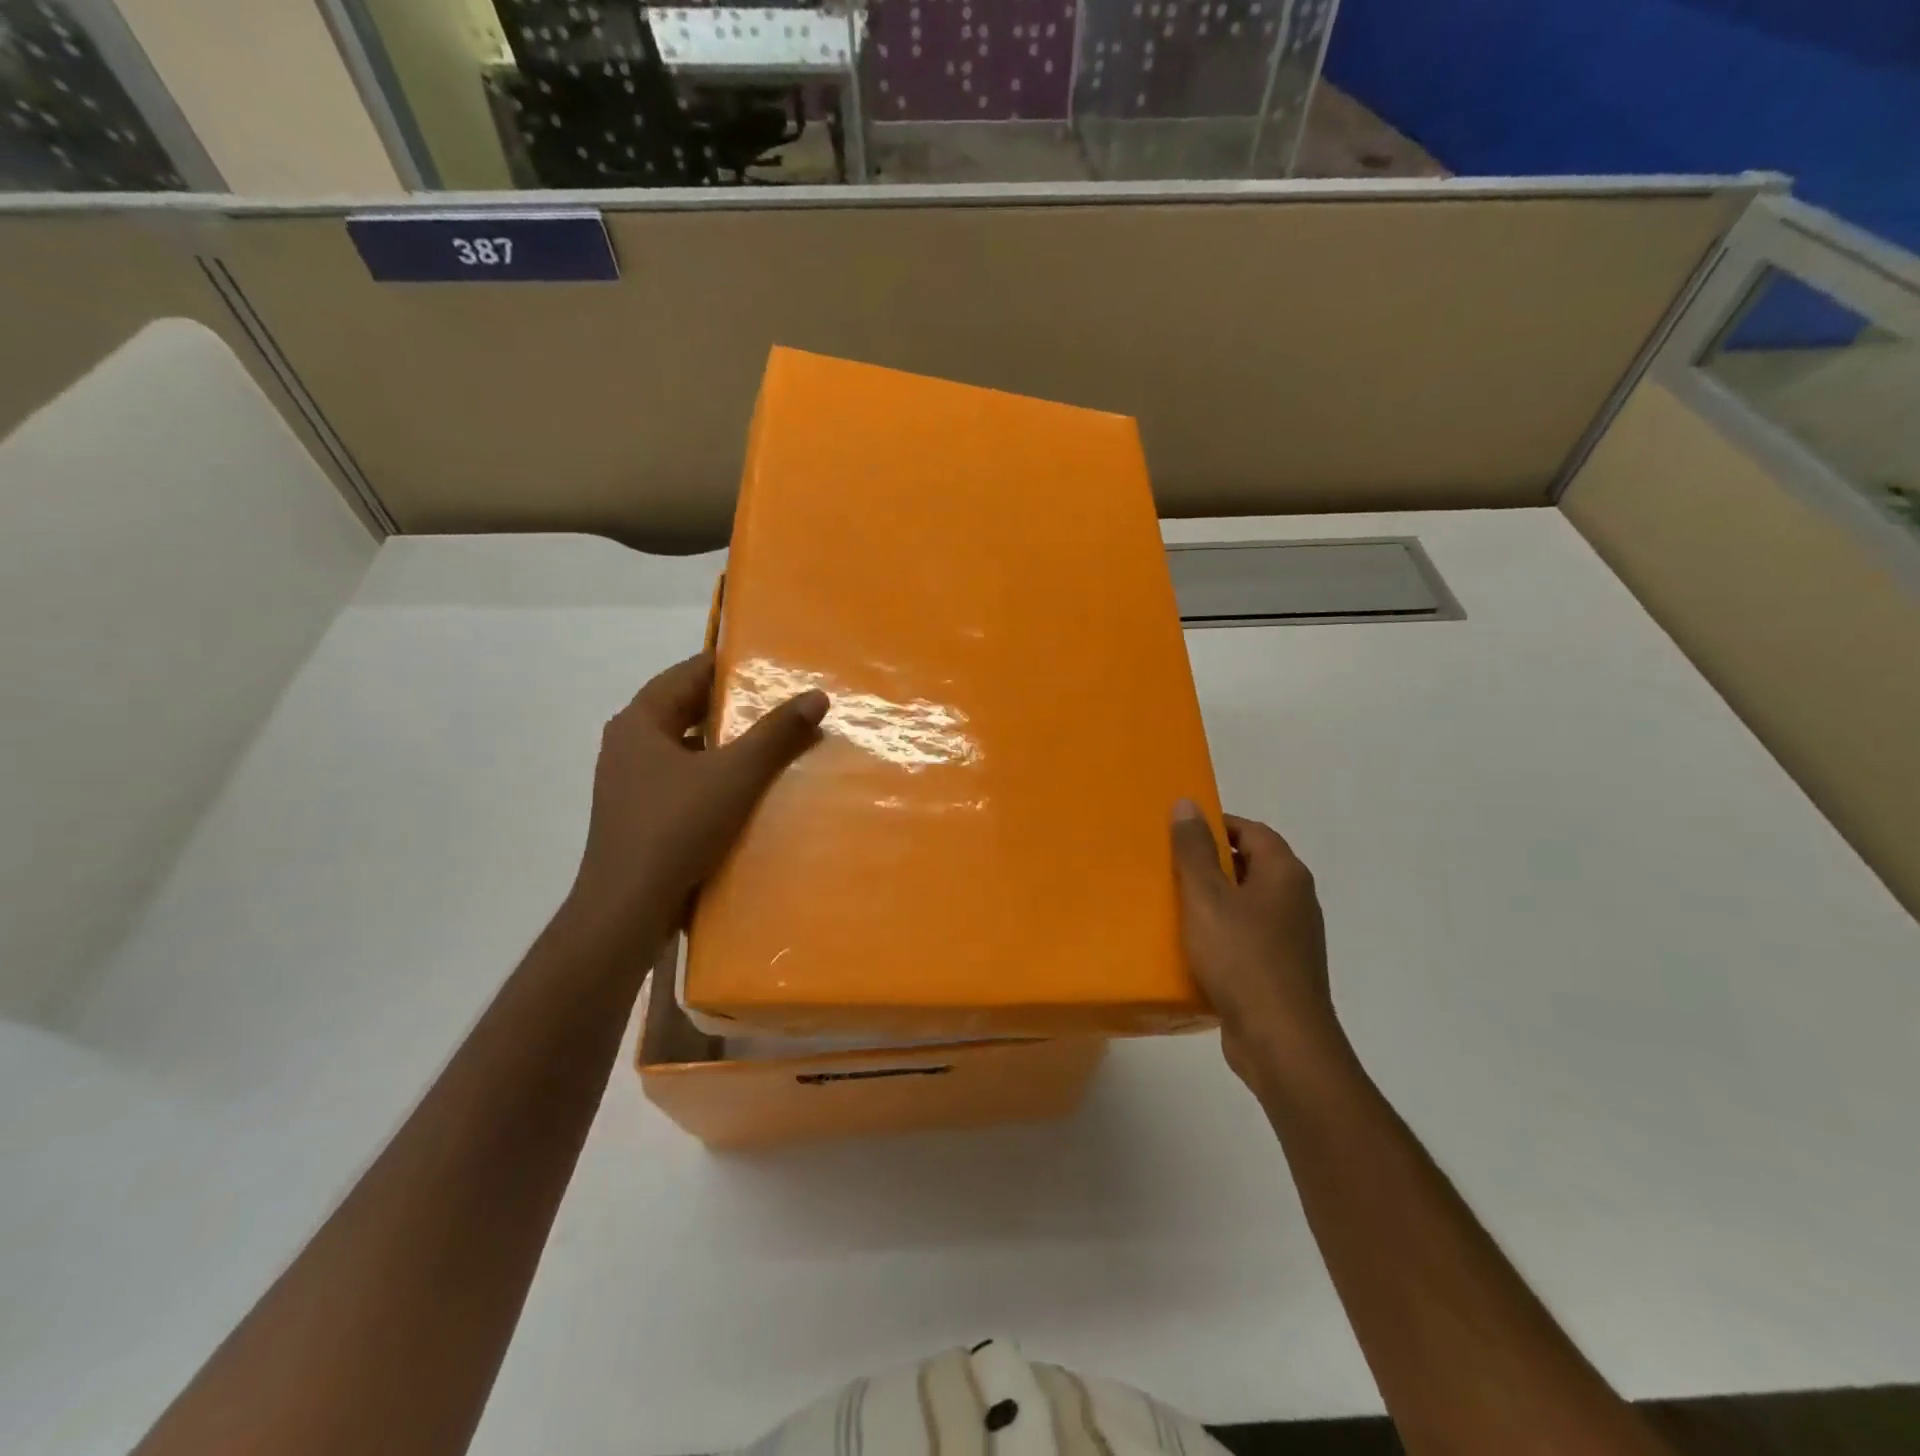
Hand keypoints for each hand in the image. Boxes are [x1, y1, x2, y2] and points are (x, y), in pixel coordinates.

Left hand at [568, 653, 827, 932]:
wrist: (627, 909)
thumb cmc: (676, 828)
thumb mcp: (735, 775)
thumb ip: (776, 734)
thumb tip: (816, 695)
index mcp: (639, 722)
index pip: (688, 674)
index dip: (729, 666)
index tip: (772, 666)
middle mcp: (629, 745)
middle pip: (686, 710)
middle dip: (733, 708)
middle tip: (782, 704)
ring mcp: (632, 784)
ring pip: (687, 748)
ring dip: (726, 745)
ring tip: (774, 745)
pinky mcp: (641, 817)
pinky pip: (684, 781)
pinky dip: (714, 777)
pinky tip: (748, 790)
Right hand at [1171, 801, 1342, 1088]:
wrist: (1280, 1040)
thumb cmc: (1242, 957)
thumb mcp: (1206, 897)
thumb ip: (1194, 850)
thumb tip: (1187, 803)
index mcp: (1284, 874)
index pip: (1251, 830)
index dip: (1216, 825)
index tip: (1179, 833)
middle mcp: (1296, 899)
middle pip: (1251, 865)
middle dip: (1211, 863)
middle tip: (1170, 867)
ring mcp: (1294, 938)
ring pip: (1249, 904)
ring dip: (1215, 901)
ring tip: (1174, 905)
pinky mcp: (1283, 970)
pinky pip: (1249, 937)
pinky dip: (1223, 933)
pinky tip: (1195, 948)